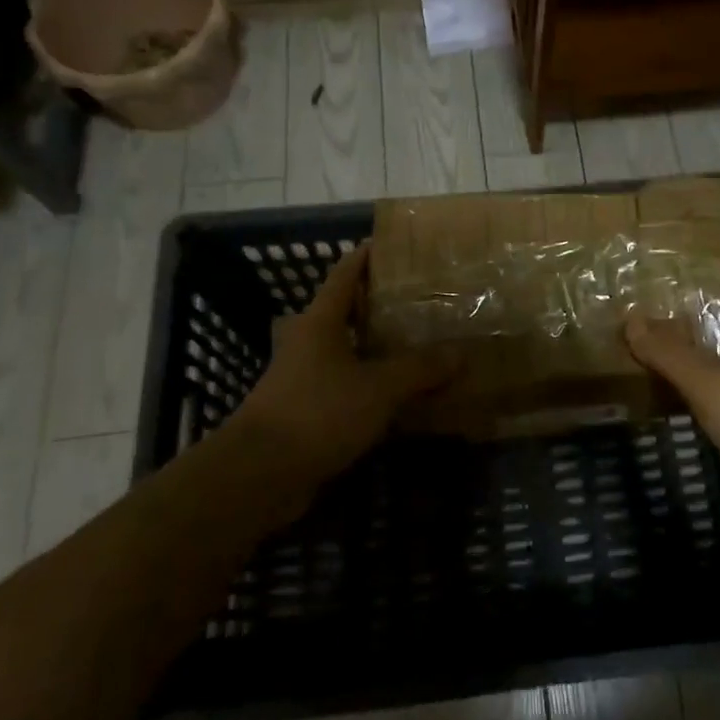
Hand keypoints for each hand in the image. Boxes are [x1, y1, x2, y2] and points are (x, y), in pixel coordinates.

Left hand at [228, 244, 452, 497]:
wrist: (259, 474)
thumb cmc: (317, 413)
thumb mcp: (378, 388)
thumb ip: (418, 369)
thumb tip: (459, 353)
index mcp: (320, 321)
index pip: (344, 274)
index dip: (366, 257)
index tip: (394, 246)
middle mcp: (308, 342)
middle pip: (345, 312)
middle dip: (379, 305)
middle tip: (420, 301)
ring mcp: (302, 377)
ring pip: (346, 352)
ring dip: (376, 348)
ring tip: (418, 346)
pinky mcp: (304, 411)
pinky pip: (344, 387)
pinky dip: (370, 386)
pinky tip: (398, 397)